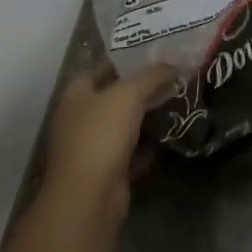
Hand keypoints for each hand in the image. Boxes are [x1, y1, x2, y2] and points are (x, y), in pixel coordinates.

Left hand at [42, 62, 177, 219]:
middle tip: (171, 78)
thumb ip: (152, 76)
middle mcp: (79, 119)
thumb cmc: (102, 134)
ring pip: (123, 125)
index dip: (125, 60)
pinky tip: (167, 137)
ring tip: (175, 103)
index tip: (154, 55)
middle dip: (141, 89)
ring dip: (145, 118)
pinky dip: (146, 147)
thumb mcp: (130, 94)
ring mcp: (91, 147)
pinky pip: (130, 152)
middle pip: (113, 97)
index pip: (100, 68)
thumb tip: (173, 65)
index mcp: (76, 94)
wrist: (90, 196)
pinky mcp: (106, 172)